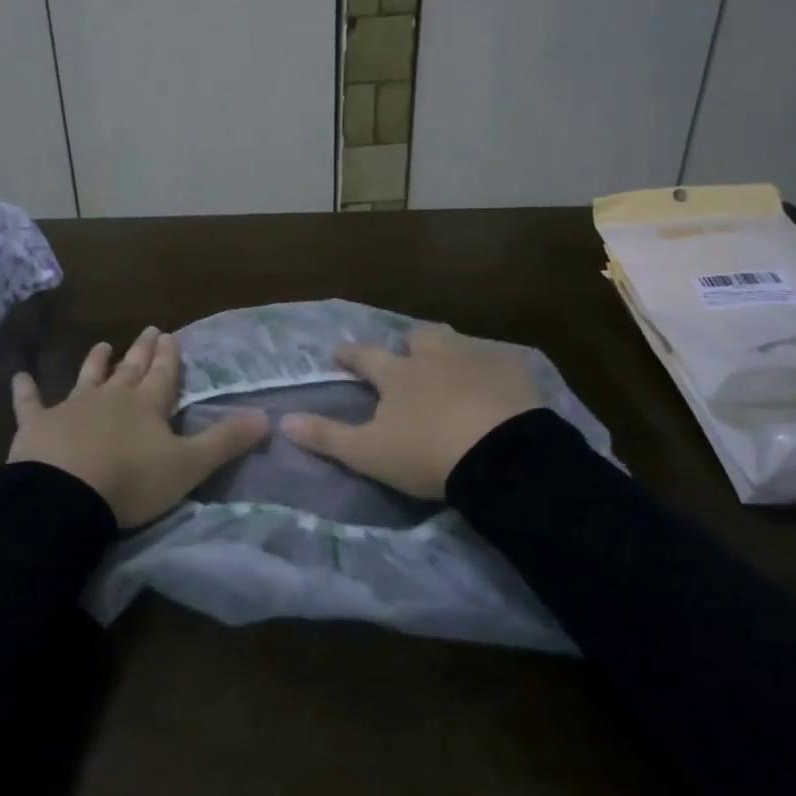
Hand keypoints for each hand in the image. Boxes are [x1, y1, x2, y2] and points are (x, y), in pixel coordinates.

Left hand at [9, 327, 269, 527]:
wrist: (67, 495)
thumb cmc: (132, 481)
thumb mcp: (188, 465)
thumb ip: (225, 441)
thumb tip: (266, 417)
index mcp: (146, 406)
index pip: (163, 375)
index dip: (169, 357)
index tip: (171, 335)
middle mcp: (111, 398)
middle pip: (130, 370)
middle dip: (141, 351)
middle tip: (149, 329)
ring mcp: (72, 408)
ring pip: (87, 378)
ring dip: (96, 362)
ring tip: (103, 344)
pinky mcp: (37, 425)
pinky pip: (30, 403)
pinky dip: (25, 391)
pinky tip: (18, 377)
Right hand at [280, 324, 544, 499]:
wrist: (502, 457)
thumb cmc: (426, 454)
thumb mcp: (368, 453)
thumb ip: (326, 436)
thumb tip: (283, 420)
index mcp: (398, 375)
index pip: (365, 357)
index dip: (349, 354)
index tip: (338, 351)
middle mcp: (434, 357)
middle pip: (419, 338)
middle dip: (410, 344)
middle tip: (409, 356)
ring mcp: (475, 360)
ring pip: (457, 343)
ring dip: (449, 351)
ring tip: (451, 368)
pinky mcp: (513, 373)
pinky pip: (499, 362)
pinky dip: (492, 371)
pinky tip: (496, 386)